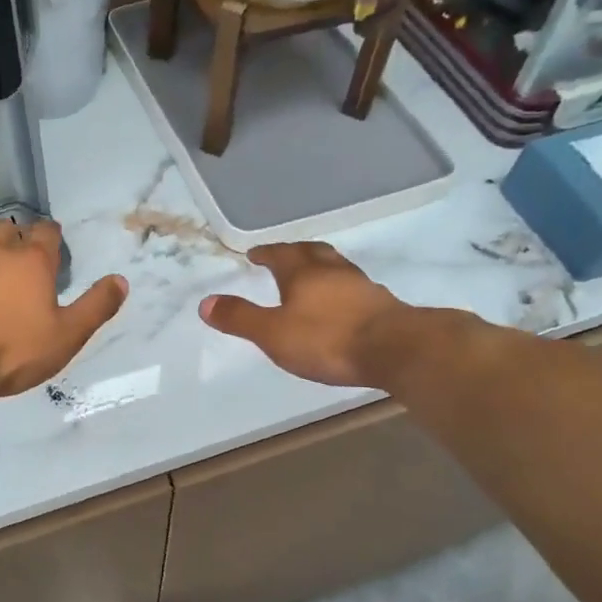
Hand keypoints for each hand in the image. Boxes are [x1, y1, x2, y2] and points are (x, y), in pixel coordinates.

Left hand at [0, 219, 127, 397]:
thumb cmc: (12, 351)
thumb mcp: (67, 336)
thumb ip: (96, 307)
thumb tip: (120, 280)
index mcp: (31, 261)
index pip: (46, 233)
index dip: (51, 237)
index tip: (51, 244)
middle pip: (6, 230)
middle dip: (13, 241)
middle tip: (16, 266)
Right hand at [200, 242, 410, 387]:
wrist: (396, 349)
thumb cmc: (327, 339)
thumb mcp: (273, 333)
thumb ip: (240, 318)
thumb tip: (204, 302)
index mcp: (303, 272)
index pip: (280, 254)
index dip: (265, 252)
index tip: (255, 253)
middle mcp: (333, 271)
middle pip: (312, 252)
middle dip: (294, 253)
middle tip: (283, 257)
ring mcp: (362, 286)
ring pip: (336, 268)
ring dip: (321, 269)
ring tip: (312, 279)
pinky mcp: (382, 305)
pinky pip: (354, 288)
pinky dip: (341, 290)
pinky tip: (341, 305)